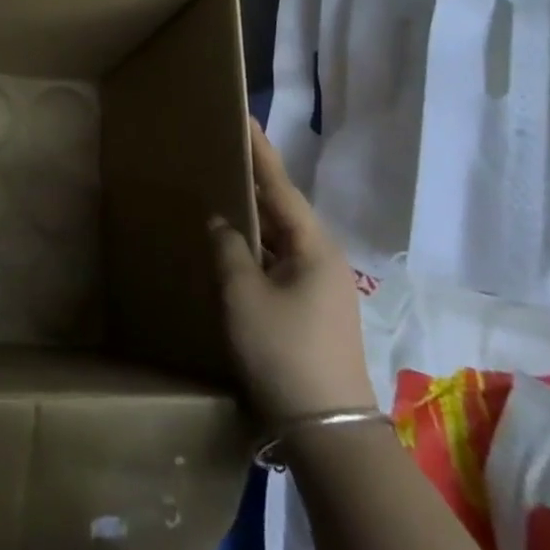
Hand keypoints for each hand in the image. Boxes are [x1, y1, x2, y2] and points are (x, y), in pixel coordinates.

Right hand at [211, 123, 375, 423]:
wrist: (328, 431)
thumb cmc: (283, 352)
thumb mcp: (244, 295)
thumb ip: (229, 249)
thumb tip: (222, 222)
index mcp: (314, 247)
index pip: (281, 186)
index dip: (260, 151)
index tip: (244, 118)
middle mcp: (324, 259)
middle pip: (284, 209)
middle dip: (254, 182)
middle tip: (223, 153)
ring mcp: (323, 286)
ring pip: (282, 238)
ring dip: (254, 218)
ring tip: (223, 192)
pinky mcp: (315, 309)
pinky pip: (282, 262)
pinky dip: (258, 248)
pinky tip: (235, 246)